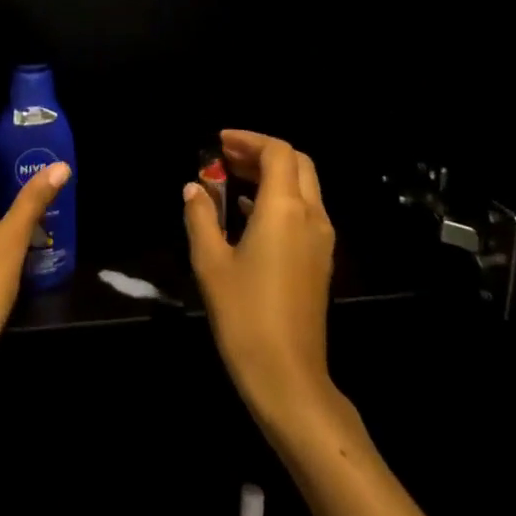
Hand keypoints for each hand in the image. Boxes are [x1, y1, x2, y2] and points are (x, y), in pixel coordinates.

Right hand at [183, 129, 336, 428]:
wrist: (287, 375)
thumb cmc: (244, 314)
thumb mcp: (210, 261)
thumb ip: (201, 216)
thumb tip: (194, 188)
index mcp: (285, 209)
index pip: (278, 152)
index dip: (249, 140)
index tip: (218, 142)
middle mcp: (311, 217)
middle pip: (297, 164)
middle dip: (262, 153)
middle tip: (225, 156)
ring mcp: (320, 241)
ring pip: (304, 187)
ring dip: (270, 174)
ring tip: (230, 177)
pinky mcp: (319, 260)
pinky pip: (303, 211)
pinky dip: (278, 198)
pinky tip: (245, 211)